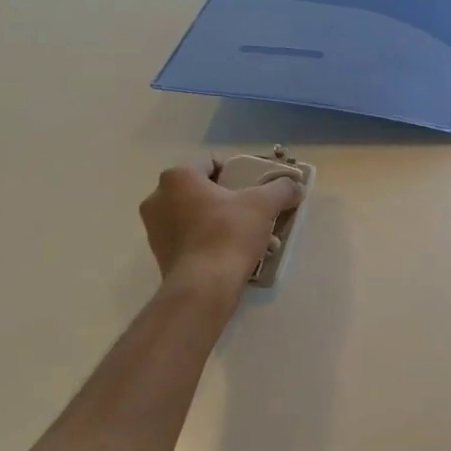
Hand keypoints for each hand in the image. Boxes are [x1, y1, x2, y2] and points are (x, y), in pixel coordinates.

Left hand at [140, 160, 303, 294]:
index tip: (254, 187)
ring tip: (250, 238)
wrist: (203, 288)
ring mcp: (155, 229)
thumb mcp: (264, 205)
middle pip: (203, 190)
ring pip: (197, 216)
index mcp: (177, 177)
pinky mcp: (160, 255)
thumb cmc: (228, 234)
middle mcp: (158, 199)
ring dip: (222, 222)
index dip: (236, 171)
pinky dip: (210, 242)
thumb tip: (295, 186)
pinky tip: (234, 255)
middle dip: (230, 200)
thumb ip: (281, 189)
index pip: (210, 162)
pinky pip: (190, 239)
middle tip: (253, 213)